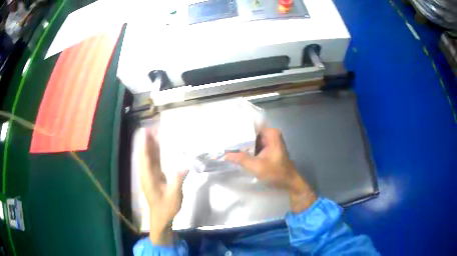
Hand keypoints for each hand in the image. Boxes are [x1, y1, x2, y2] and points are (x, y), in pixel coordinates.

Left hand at [138, 128, 187, 244]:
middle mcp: (147, 175)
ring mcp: (150, 176)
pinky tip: (158, 147)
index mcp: (149, 178)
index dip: (145, 145)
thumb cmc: (166, 207)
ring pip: (148, 158)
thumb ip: (178, 180)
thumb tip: (184, 165)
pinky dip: (155, 153)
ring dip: (150, 146)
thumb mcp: (174, 195)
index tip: (146, 132)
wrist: (161, 217)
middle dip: (147, 141)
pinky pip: (153, 162)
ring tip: (154, 133)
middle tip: (151, 128)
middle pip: (145, 155)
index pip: (145, 158)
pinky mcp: (154, 178)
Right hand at [226, 128, 316, 212]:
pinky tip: (235, 153)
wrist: (289, 183)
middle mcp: (270, 135)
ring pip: (251, 141)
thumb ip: (240, 159)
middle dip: (238, 139)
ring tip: (226, 147)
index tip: (225, 133)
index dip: (237, 131)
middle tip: (223, 141)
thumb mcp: (257, 166)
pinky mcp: (267, 150)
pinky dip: (246, 151)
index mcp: (271, 133)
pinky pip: (254, 147)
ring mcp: (269, 142)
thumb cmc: (276, 173)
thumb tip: (224, 155)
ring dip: (241, 146)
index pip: (250, 127)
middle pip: (250, 134)